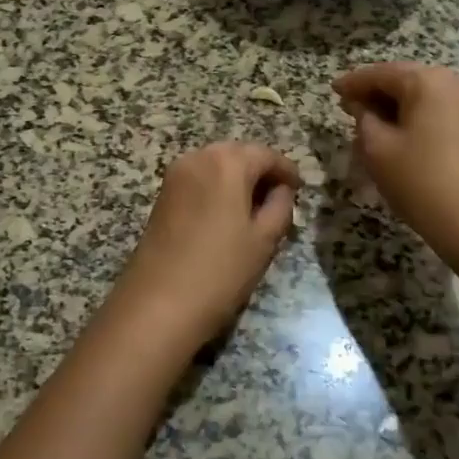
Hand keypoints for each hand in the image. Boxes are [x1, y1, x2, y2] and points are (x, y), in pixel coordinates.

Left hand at [104, 143, 300, 357]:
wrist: (158, 305)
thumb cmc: (220, 271)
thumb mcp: (264, 240)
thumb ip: (280, 206)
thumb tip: (282, 190)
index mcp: (227, 162)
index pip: (266, 155)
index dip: (286, 170)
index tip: (300, 189)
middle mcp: (198, 158)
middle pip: (238, 154)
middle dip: (260, 171)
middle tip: (279, 198)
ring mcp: (175, 175)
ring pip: (216, 165)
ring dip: (237, 179)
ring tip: (255, 208)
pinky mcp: (162, 195)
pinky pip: (198, 179)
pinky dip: (217, 188)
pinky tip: (228, 214)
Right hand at [333, 63, 458, 267]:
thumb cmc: (423, 183)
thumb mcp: (378, 150)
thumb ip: (364, 118)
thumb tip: (362, 105)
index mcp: (429, 81)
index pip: (382, 73)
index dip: (354, 82)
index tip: (333, 90)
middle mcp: (457, 83)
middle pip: (407, 80)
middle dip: (377, 93)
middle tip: (349, 108)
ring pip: (426, 97)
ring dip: (397, 107)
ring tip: (372, 125)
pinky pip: (442, 112)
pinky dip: (418, 118)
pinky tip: (401, 137)